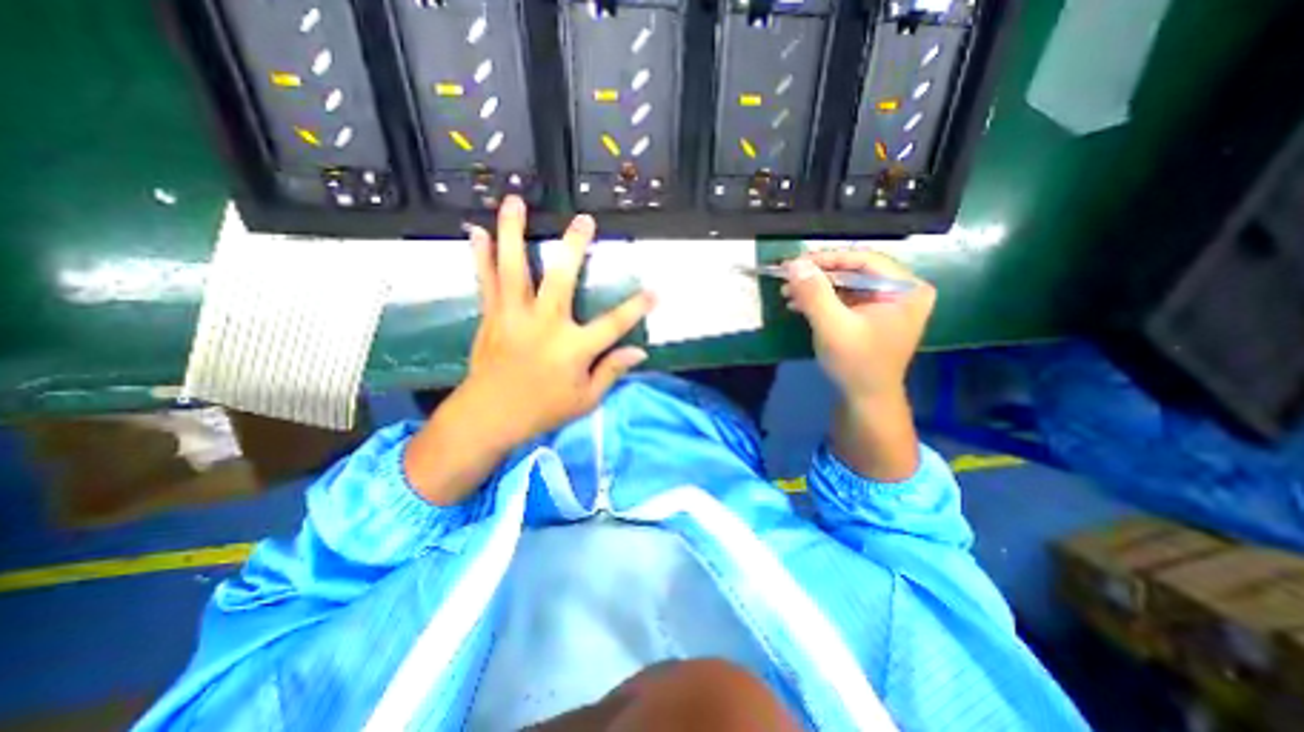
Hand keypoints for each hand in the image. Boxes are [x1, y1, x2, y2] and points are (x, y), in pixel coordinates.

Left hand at [464, 194, 657, 445]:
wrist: (489, 416)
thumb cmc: (542, 410)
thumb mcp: (586, 399)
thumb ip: (611, 371)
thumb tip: (639, 352)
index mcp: (572, 348)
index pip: (613, 324)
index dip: (637, 307)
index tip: (655, 291)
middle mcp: (544, 324)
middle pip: (562, 279)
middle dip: (575, 247)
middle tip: (584, 220)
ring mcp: (514, 316)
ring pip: (515, 269)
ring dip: (515, 233)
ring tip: (516, 201)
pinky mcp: (493, 317)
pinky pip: (486, 281)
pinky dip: (481, 256)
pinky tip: (477, 231)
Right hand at [784, 247, 937, 403]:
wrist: (865, 400)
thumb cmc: (856, 364)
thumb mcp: (833, 327)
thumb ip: (814, 293)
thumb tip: (794, 264)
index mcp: (906, 289)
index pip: (865, 260)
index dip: (828, 259)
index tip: (795, 262)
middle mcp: (900, 291)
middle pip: (854, 271)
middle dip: (818, 275)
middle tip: (787, 276)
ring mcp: (885, 304)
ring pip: (845, 284)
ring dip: (814, 288)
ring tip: (786, 291)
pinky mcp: (870, 316)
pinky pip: (843, 298)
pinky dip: (820, 300)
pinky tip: (797, 303)